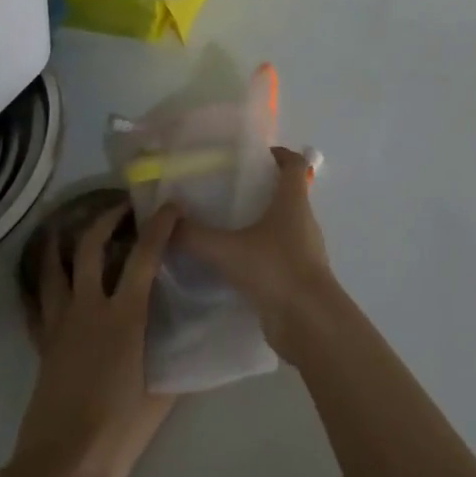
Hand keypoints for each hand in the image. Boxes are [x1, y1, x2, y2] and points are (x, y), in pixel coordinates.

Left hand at [5, 201, 176, 476]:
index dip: (159, 226)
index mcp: (124, 318)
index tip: (170, 206)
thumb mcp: (162, 396)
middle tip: (122, 208)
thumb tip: (192, 338)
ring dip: (63, 240)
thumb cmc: (117, 433)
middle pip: (91, 248)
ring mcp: (60, 324)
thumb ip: (176, 359)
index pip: (145, 258)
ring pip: (55, 267)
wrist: (60, 467)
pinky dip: (44, 282)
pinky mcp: (43, 343)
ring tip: (72, 226)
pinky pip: (40, 301)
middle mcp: (89, 309)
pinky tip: (49, 277)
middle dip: (106, 219)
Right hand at [174, 147, 342, 362]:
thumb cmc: (275, 270)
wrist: (310, 323)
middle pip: (287, 194)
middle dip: (261, 189)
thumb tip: (166, 223)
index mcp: (293, 202)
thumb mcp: (227, 250)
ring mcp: (304, 250)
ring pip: (282, 226)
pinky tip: (232, 263)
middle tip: (226, 191)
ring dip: (259, 222)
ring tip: (224, 226)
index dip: (279, 154)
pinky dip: (259, 253)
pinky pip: (277, 255)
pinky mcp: (298, 277)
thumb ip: (194, 236)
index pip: (295, 164)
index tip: (255, 154)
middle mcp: (303, 221)